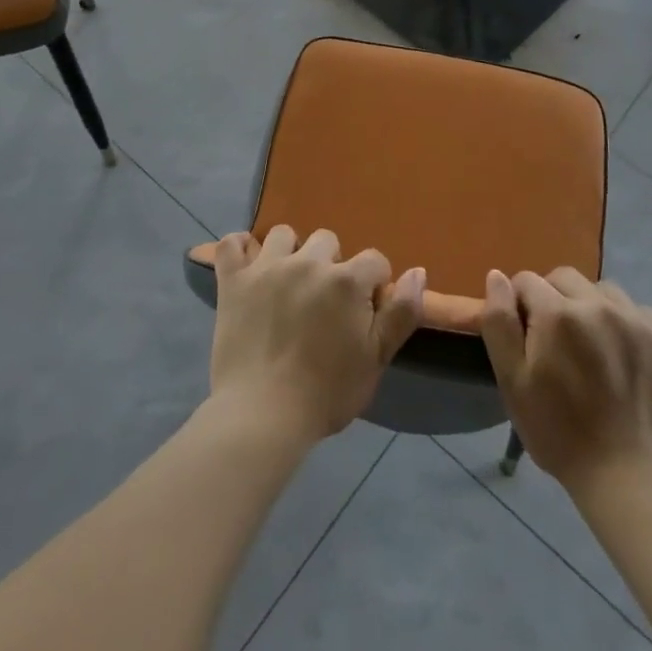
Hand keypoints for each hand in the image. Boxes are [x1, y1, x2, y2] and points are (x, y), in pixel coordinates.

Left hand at [208, 226, 426, 443]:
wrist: (263, 416)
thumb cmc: (326, 393)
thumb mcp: (376, 359)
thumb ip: (402, 313)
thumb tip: (419, 271)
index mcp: (346, 280)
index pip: (374, 260)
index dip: (373, 285)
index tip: (362, 312)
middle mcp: (308, 262)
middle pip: (327, 240)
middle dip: (331, 265)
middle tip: (322, 302)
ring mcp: (267, 267)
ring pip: (284, 235)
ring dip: (290, 252)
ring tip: (287, 283)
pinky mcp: (233, 280)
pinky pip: (232, 243)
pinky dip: (240, 249)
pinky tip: (248, 266)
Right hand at [481, 267, 651, 491]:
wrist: (629, 478)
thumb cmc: (559, 432)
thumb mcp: (513, 382)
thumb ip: (499, 323)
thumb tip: (496, 276)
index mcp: (558, 314)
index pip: (527, 281)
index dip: (521, 306)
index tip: (526, 338)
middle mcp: (599, 305)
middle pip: (565, 278)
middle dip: (554, 299)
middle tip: (557, 342)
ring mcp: (638, 320)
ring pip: (603, 291)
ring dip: (591, 308)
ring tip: (593, 347)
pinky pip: (638, 311)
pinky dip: (626, 324)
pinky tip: (624, 357)